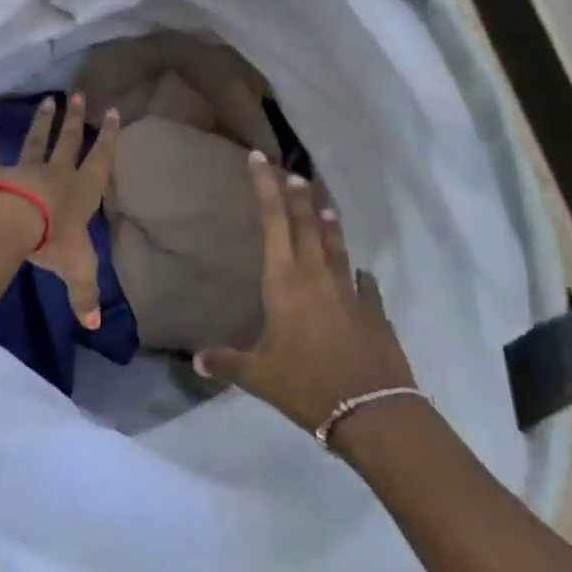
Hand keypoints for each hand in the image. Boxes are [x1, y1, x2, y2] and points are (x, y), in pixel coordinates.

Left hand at [0, 95, 119, 329]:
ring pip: (36, 141)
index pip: (100, 160)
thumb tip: (95, 325)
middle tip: (80, 96)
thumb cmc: (53, 241)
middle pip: (69, 142)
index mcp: (82, 191)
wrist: (13, 223)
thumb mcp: (77, 270)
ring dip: (43, 122)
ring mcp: (26, 169)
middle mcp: (57, 174)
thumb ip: (85, 295)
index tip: (114, 112)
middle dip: (76, 120)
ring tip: (49, 100)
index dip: (109, 137)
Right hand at [194, 154, 416, 432]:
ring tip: (323, 206)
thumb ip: (227, 362)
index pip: (274, 221)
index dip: (265, 187)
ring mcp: (350, 292)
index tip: (259, 159)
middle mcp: (318, 276)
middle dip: (296, 195)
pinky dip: (357, 274)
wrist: (373, 412)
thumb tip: (196, 360)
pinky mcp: (374, 312)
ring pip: (336, 247)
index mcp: (285, 282)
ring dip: (328, 225)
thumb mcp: (258, 376)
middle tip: (291, 172)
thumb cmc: (306, 385)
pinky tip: (360, 274)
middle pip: (306, 224)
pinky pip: (364, 284)